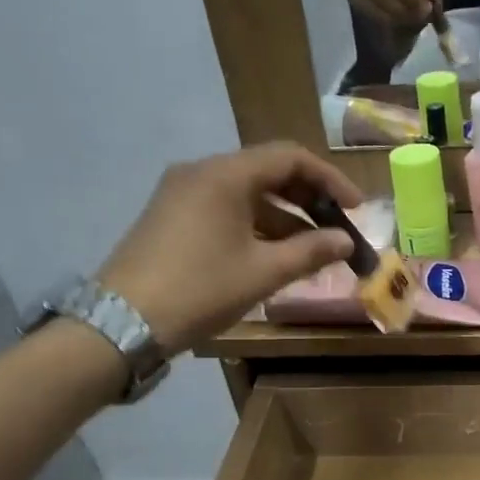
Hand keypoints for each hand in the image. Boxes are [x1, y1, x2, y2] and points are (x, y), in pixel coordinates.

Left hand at [98, 143, 362, 356]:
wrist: (123, 321)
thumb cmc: (200, 290)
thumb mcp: (263, 273)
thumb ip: (311, 251)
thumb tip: (346, 241)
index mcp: (225, 175)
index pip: (290, 158)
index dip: (330, 180)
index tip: (355, 208)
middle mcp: (202, 172)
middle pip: (268, 171)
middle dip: (308, 198)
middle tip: (337, 227)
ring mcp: (182, 193)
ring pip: (247, 192)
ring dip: (284, 216)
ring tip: (313, 250)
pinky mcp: (172, 215)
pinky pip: (226, 208)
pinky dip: (257, 225)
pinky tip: (274, 254)